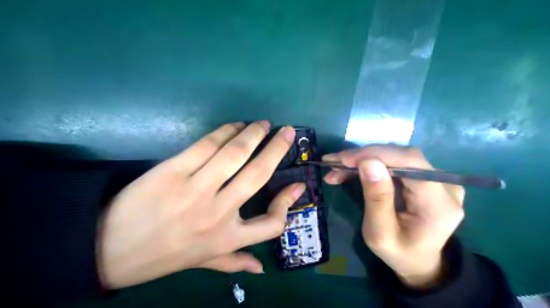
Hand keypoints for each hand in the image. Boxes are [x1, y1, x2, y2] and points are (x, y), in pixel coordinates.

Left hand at [98, 120, 304, 288]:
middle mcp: (218, 212)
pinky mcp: (173, 170)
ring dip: (253, 134)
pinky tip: (234, 126)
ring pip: (234, 154)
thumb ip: (234, 263)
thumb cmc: (164, 256)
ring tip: (262, 124)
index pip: (272, 224)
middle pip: (258, 174)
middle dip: (277, 149)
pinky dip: (225, 132)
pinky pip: (206, 145)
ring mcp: (195, 189)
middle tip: (287, 131)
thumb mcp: (203, 263)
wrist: (109, 248)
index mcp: (227, 238)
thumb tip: (261, 268)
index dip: (288, 202)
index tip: (297, 184)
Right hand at [323, 145, 463, 289]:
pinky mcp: (426, 177)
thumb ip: (376, 198)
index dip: (376, 154)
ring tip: (337, 168)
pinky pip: (396, 162)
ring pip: (396, 156)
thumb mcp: (380, 234)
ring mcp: (438, 179)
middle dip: (364, 156)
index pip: (410, 163)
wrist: (419, 262)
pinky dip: (371, 164)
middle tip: (334, 163)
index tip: (344, 160)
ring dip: (364, 159)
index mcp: (439, 204)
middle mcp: (445, 185)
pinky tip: (352, 169)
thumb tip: (367, 162)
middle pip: (402, 156)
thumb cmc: (398, 253)